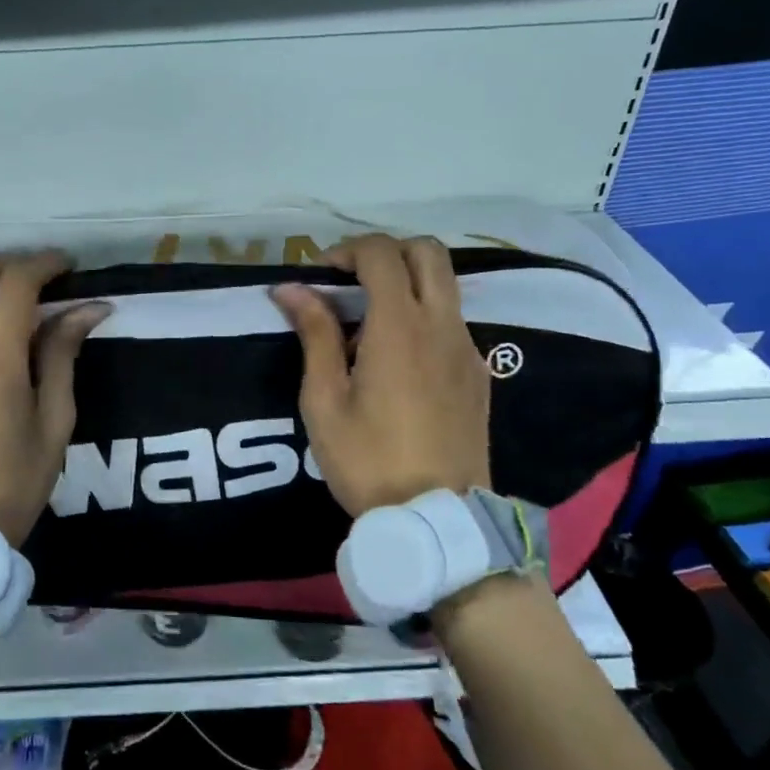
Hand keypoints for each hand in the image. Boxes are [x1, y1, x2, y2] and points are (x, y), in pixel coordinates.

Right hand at [270, 234, 491, 516]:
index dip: (347, 250)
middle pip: (427, 251)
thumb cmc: (367, 459)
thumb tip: (291, 288)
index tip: (319, 276)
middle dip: (385, 251)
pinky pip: (452, 320)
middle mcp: (442, 325)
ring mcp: (467, 349)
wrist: (437, 518)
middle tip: (349, 281)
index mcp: (400, 327)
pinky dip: (423, 314)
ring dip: (405, 281)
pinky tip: (395, 358)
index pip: (382, 254)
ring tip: (367, 323)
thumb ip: (314, 334)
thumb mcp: (324, 400)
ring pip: (444, 284)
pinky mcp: (478, 374)